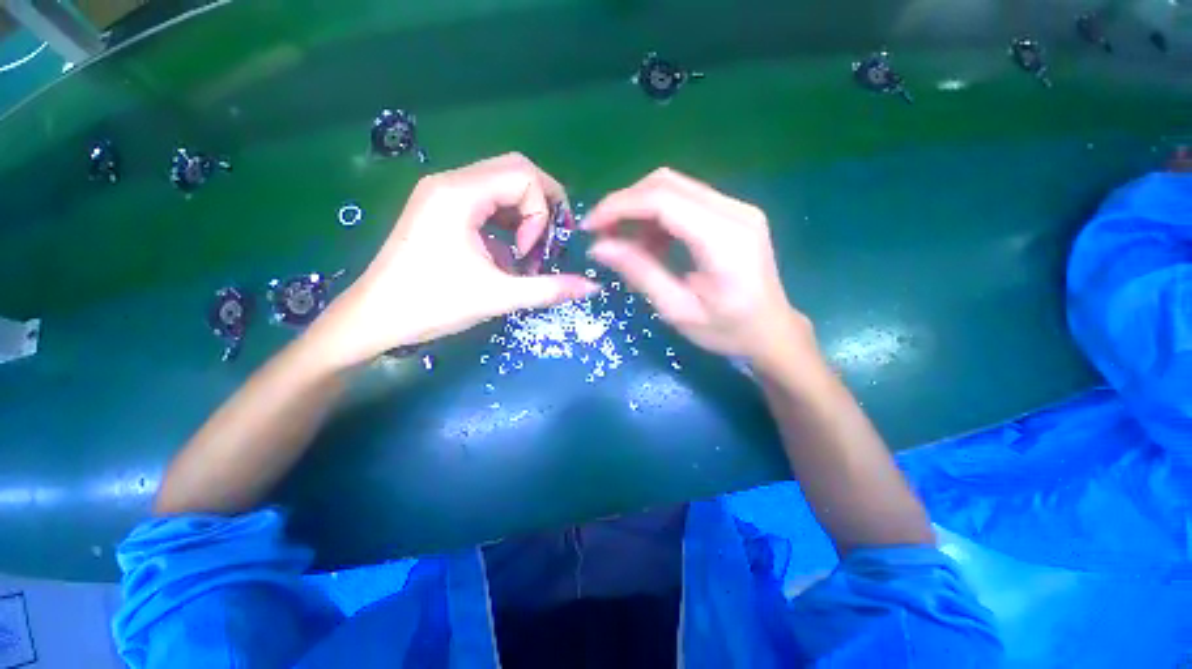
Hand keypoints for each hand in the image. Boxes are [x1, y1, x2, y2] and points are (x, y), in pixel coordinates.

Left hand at [313, 153, 599, 368]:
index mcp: (459, 194)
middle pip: (515, 172)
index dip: (542, 213)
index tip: (532, 252)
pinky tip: (505, 253)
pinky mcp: (440, 209)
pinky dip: (506, 223)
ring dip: (524, 216)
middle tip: (546, 243)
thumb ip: (550, 289)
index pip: (524, 175)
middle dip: (541, 207)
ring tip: (525, 253)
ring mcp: (442, 194)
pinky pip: (486, 202)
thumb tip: (593, 287)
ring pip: (502, 186)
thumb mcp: (498, 296)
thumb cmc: (432, 305)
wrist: (374, 319)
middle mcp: (450, 182)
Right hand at [584, 168, 811, 366]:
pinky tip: (650, 243)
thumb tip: (599, 247)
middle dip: (625, 203)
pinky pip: (686, 201)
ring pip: (674, 187)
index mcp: (724, 238)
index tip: (589, 226)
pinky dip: (658, 217)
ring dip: (640, 209)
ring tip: (622, 242)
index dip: (619, 206)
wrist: (772, 332)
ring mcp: (736, 208)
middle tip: (602, 233)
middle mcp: (734, 211)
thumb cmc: (728, 330)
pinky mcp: (733, 213)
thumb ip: (640, 273)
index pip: (662, 200)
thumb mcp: (678, 310)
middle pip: (666, 183)